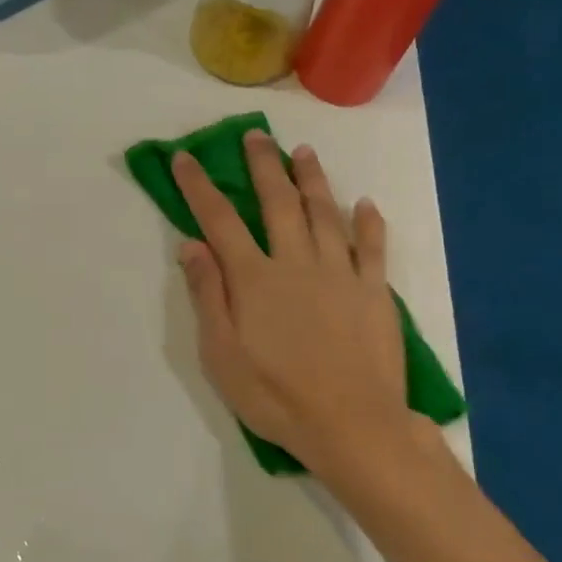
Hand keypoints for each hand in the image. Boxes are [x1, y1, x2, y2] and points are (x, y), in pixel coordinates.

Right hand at [172, 131, 409, 477]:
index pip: (219, 221)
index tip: (187, 158)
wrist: (352, 425)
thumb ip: (208, 295)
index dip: (199, 187)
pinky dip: (369, 222)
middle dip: (263, 166)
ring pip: (325, 214)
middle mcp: (296, 263)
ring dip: (313, 180)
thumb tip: (191, 244)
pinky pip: (373, 248)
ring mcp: (341, 274)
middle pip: (277, 203)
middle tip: (256, 136)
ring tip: (304, 152)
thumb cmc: (276, 395)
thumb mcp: (221, 354)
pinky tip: (366, 204)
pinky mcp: (375, 292)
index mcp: (254, 278)